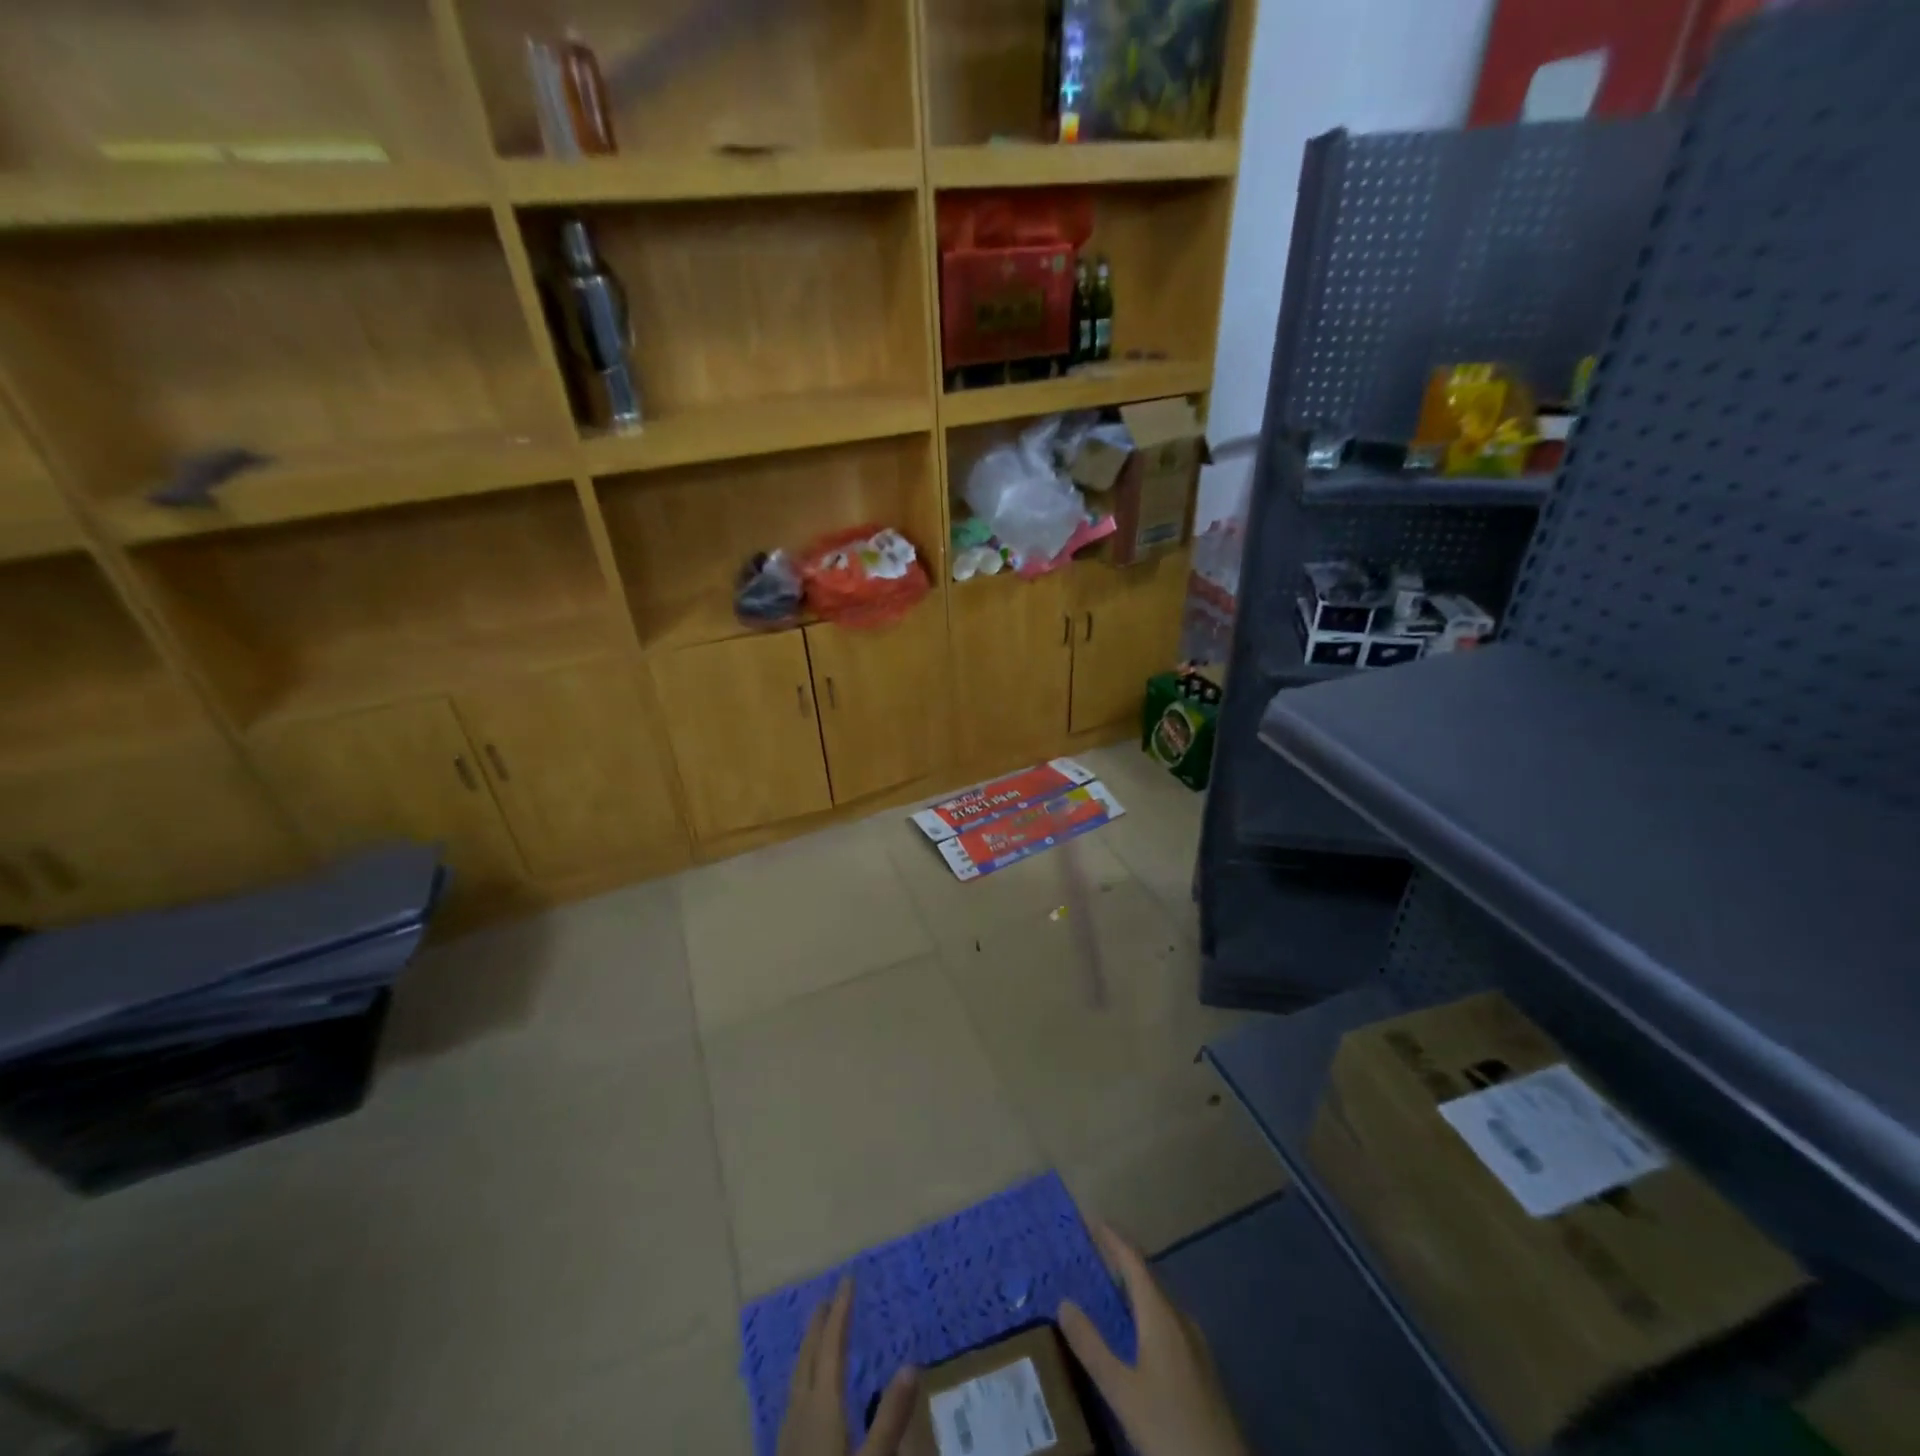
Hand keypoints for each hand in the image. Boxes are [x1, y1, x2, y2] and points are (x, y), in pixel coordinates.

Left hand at [777, 1277, 918, 1455]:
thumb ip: (890, 1418)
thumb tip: (910, 1364)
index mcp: (822, 1406)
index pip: (832, 1346)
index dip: (841, 1311)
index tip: (848, 1280)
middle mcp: (801, 1411)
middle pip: (809, 1356)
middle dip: (820, 1324)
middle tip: (831, 1296)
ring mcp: (788, 1434)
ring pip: (797, 1376)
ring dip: (809, 1348)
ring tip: (819, 1332)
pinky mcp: (784, 1454)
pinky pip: (794, 1396)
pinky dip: (804, 1375)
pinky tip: (807, 1391)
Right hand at [1058, 1223, 1248, 1455]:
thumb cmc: (1169, 1427)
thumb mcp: (1121, 1391)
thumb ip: (1092, 1346)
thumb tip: (1064, 1303)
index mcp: (1160, 1315)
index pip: (1133, 1261)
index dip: (1112, 1238)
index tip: (1090, 1219)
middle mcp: (1179, 1318)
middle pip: (1147, 1276)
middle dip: (1120, 1259)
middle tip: (1092, 1249)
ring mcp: (1195, 1342)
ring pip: (1159, 1300)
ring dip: (1134, 1286)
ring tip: (1109, 1284)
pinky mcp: (1201, 1366)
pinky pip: (1167, 1320)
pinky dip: (1146, 1309)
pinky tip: (1137, 1331)